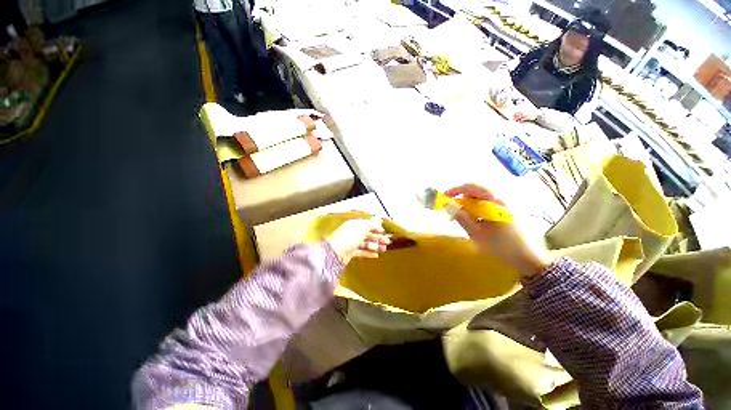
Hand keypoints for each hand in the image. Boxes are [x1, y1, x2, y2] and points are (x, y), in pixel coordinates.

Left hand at [326, 218, 390, 264]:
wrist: (336, 253)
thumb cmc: (349, 237)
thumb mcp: (362, 228)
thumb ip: (372, 224)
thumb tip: (379, 219)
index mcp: (355, 224)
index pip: (367, 225)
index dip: (376, 228)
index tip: (384, 231)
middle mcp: (353, 233)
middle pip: (368, 234)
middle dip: (378, 238)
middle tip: (387, 242)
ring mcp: (352, 243)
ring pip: (366, 243)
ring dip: (375, 246)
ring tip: (384, 249)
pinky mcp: (351, 252)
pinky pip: (362, 251)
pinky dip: (369, 253)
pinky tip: (376, 255)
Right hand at [445, 184, 553, 278]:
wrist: (531, 259)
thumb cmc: (502, 246)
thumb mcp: (477, 233)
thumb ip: (461, 217)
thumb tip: (447, 204)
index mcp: (496, 201)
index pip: (472, 186)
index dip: (456, 189)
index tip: (445, 197)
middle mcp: (503, 197)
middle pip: (478, 189)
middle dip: (462, 196)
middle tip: (453, 207)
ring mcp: (508, 203)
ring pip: (483, 195)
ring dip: (470, 201)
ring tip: (463, 214)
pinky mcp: (510, 209)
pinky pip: (490, 201)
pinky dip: (479, 206)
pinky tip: (476, 217)